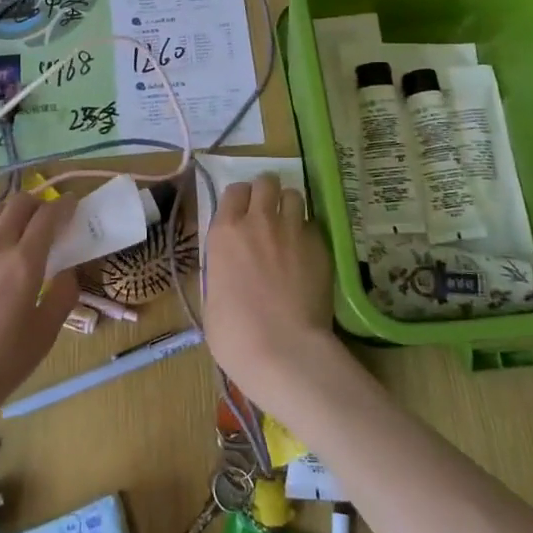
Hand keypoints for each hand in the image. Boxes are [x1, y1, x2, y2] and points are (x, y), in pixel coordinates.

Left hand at [0, 193, 79, 427]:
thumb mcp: (44, 335)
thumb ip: (63, 296)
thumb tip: (68, 271)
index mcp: (24, 263)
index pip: (48, 216)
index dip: (64, 205)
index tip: (73, 204)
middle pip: (18, 203)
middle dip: (38, 202)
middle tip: (47, 217)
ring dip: (10, 211)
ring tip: (18, 227)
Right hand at [202, 174, 344, 418]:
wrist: (283, 350)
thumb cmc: (235, 334)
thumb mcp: (212, 298)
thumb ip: (222, 270)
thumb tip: (230, 270)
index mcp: (225, 233)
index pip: (234, 191)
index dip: (240, 199)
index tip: (242, 213)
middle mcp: (258, 222)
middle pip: (266, 182)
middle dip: (267, 192)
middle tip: (268, 212)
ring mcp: (292, 231)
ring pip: (294, 195)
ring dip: (290, 206)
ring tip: (290, 226)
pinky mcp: (320, 246)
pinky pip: (314, 225)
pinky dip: (309, 233)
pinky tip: (307, 253)